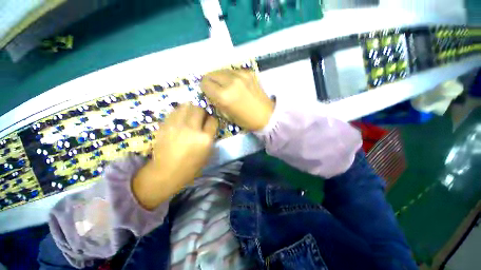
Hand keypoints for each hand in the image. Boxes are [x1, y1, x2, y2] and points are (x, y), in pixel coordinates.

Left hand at [132, 103, 217, 209]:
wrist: (166, 172)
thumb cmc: (190, 166)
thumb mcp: (207, 154)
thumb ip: (210, 137)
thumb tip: (209, 125)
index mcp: (205, 139)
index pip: (213, 120)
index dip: (212, 120)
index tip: (209, 122)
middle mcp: (192, 129)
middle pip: (200, 109)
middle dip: (202, 111)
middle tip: (200, 117)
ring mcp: (177, 126)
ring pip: (187, 106)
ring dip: (191, 109)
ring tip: (190, 115)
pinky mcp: (165, 125)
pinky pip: (174, 111)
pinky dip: (179, 112)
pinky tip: (180, 118)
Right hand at [201, 69, 274, 130]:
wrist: (266, 115)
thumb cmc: (246, 120)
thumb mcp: (226, 115)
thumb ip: (216, 101)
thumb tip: (210, 92)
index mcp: (224, 95)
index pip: (205, 84)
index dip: (204, 89)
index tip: (208, 93)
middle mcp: (230, 81)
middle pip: (211, 74)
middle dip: (210, 81)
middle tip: (215, 89)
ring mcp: (241, 75)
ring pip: (221, 70)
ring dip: (220, 78)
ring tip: (225, 86)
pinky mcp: (248, 72)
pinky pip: (232, 71)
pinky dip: (230, 76)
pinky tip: (236, 84)